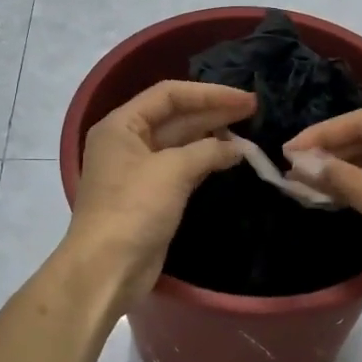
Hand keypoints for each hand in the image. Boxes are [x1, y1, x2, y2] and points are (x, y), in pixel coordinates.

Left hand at [63, 80, 256, 308]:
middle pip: (175, 117)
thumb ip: (208, 151)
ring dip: (212, 136)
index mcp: (121, 125)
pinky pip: (182, 167)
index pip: (168, 95)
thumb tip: (238, 148)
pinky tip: (230, 157)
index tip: (243, 99)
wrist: (108, 268)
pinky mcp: (152, 195)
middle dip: (213, 112)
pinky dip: (205, 160)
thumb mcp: (172, 171)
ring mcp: (139, 170)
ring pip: (180, 143)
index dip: (208, 93)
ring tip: (247, 131)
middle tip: (253, 110)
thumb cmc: (134, 209)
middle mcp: (127, 141)